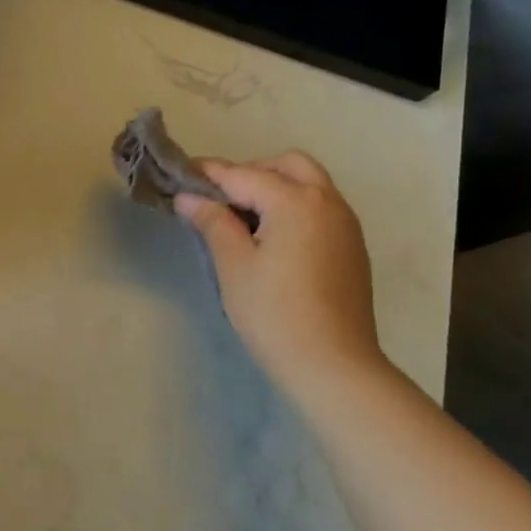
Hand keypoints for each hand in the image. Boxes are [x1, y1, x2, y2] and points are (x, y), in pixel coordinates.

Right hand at [174, 152, 387, 398]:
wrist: (332, 364)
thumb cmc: (274, 313)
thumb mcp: (233, 265)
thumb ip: (212, 222)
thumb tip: (188, 197)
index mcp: (296, 202)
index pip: (243, 175)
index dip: (208, 174)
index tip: (179, 174)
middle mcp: (327, 202)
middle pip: (286, 166)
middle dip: (249, 172)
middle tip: (217, 199)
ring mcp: (345, 224)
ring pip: (308, 184)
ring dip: (273, 187)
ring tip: (240, 219)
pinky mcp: (351, 246)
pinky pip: (319, 207)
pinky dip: (292, 207)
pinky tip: (270, 238)